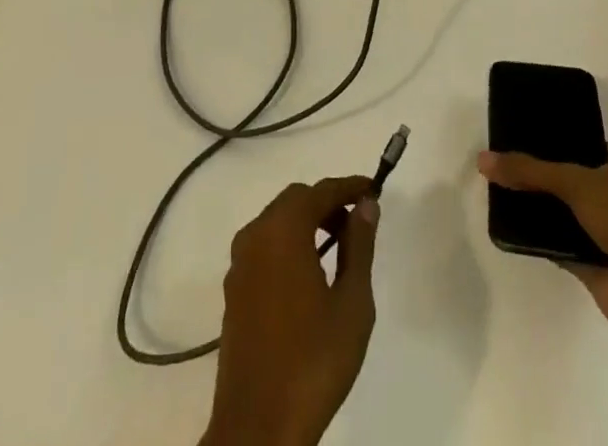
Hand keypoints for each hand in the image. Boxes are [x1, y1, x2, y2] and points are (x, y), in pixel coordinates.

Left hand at [201, 177, 381, 445]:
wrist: (258, 427)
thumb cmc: (313, 361)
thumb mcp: (352, 303)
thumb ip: (359, 246)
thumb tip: (366, 205)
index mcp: (282, 230)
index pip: (320, 190)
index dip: (349, 186)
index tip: (374, 188)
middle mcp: (255, 235)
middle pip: (295, 200)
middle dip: (327, 203)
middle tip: (358, 221)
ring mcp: (239, 263)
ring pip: (276, 222)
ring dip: (307, 223)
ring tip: (339, 247)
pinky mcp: (233, 290)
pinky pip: (264, 247)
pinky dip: (288, 244)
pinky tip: (309, 273)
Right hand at [478, 145, 607, 357]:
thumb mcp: (576, 182)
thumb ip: (530, 171)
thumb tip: (483, 159)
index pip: (578, 144)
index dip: (550, 137)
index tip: (517, 131)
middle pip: (565, 178)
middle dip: (536, 172)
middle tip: (498, 160)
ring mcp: (601, 232)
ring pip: (559, 212)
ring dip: (535, 206)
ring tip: (494, 188)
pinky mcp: (589, 264)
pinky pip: (556, 243)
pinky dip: (536, 238)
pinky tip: (507, 226)